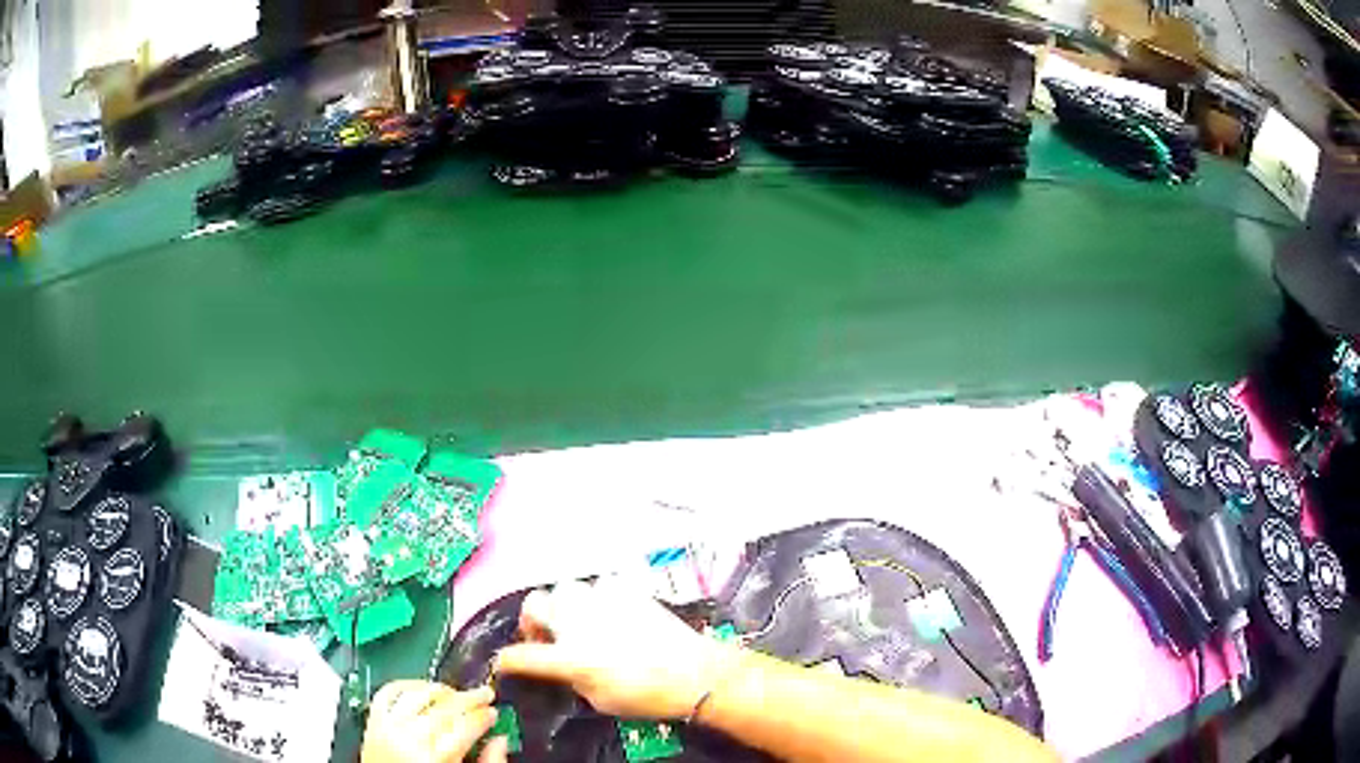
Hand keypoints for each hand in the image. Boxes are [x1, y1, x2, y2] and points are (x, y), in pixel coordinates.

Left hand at [361, 681, 509, 762]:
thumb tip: (500, 742)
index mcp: (435, 759)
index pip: (465, 726)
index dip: (484, 716)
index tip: (494, 712)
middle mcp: (409, 740)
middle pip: (444, 708)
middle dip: (469, 698)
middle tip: (483, 694)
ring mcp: (388, 729)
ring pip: (417, 695)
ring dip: (439, 689)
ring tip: (454, 693)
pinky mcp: (373, 724)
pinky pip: (387, 694)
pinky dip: (404, 685)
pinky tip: (419, 689)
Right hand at [494, 580, 734, 719]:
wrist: (694, 673)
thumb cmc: (647, 695)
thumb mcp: (599, 699)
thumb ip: (571, 678)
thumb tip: (563, 667)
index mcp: (569, 657)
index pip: (520, 655)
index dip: (506, 661)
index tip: (505, 663)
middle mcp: (578, 623)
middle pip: (534, 604)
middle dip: (532, 620)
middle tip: (545, 636)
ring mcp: (602, 602)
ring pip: (565, 588)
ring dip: (563, 606)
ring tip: (577, 621)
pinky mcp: (626, 590)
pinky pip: (600, 585)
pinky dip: (597, 598)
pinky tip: (609, 613)